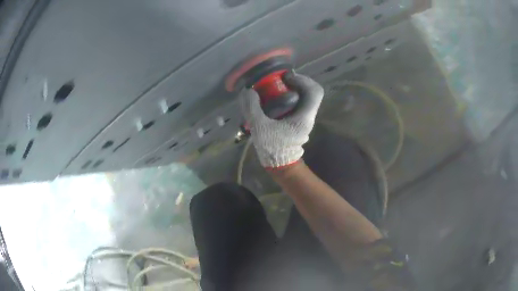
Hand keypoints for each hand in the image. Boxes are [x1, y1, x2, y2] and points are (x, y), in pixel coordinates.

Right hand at [240, 73, 323, 168]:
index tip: (286, 78)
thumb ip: (252, 108)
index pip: (315, 91)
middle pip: (311, 92)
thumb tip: (248, 91)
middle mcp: (309, 116)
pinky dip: (290, 98)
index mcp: (304, 116)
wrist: (281, 166)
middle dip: (298, 82)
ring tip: (277, 88)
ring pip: (306, 98)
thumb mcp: (259, 128)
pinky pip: (299, 105)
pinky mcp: (300, 123)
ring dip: (294, 90)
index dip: (303, 80)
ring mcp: (305, 120)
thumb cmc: (273, 148)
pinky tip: (275, 100)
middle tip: (281, 80)